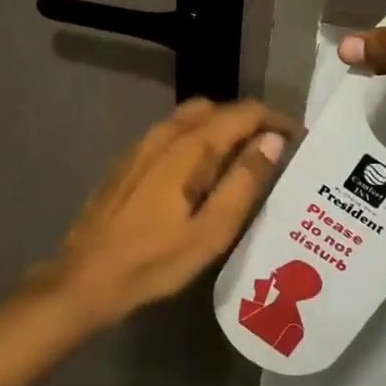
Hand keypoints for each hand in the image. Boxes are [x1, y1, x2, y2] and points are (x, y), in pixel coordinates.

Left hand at [36, 98, 297, 326]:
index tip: (300, 139)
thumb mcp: (211, 231)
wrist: (85, 276)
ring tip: (244, 162)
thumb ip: (244, 181)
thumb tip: (273, 140)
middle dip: (249, 121)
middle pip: (216, 108)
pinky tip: (203, 173)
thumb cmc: (153, 260)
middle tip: (274, 152)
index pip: (243, 113)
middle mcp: (165, 133)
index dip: (275, 119)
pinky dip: (198, 139)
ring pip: (192, 118)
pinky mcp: (130, 159)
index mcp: (189, 146)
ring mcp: (143, 144)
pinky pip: (173, 133)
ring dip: (222, 129)